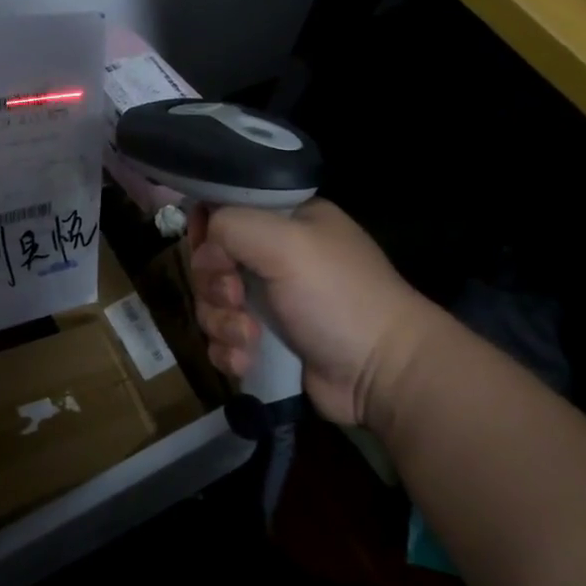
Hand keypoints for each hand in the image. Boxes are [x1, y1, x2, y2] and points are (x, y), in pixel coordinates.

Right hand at [189, 199, 437, 432]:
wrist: (381, 374)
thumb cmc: (338, 297)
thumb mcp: (286, 243)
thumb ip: (232, 225)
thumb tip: (204, 248)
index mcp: (288, 221)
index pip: (225, 210)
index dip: (208, 231)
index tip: (212, 252)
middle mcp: (276, 257)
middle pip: (211, 262)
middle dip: (215, 286)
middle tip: (237, 299)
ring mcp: (270, 302)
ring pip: (212, 304)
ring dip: (222, 324)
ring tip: (249, 339)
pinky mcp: (265, 343)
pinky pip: (222, 341)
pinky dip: (228, 352)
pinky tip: (248, 361)